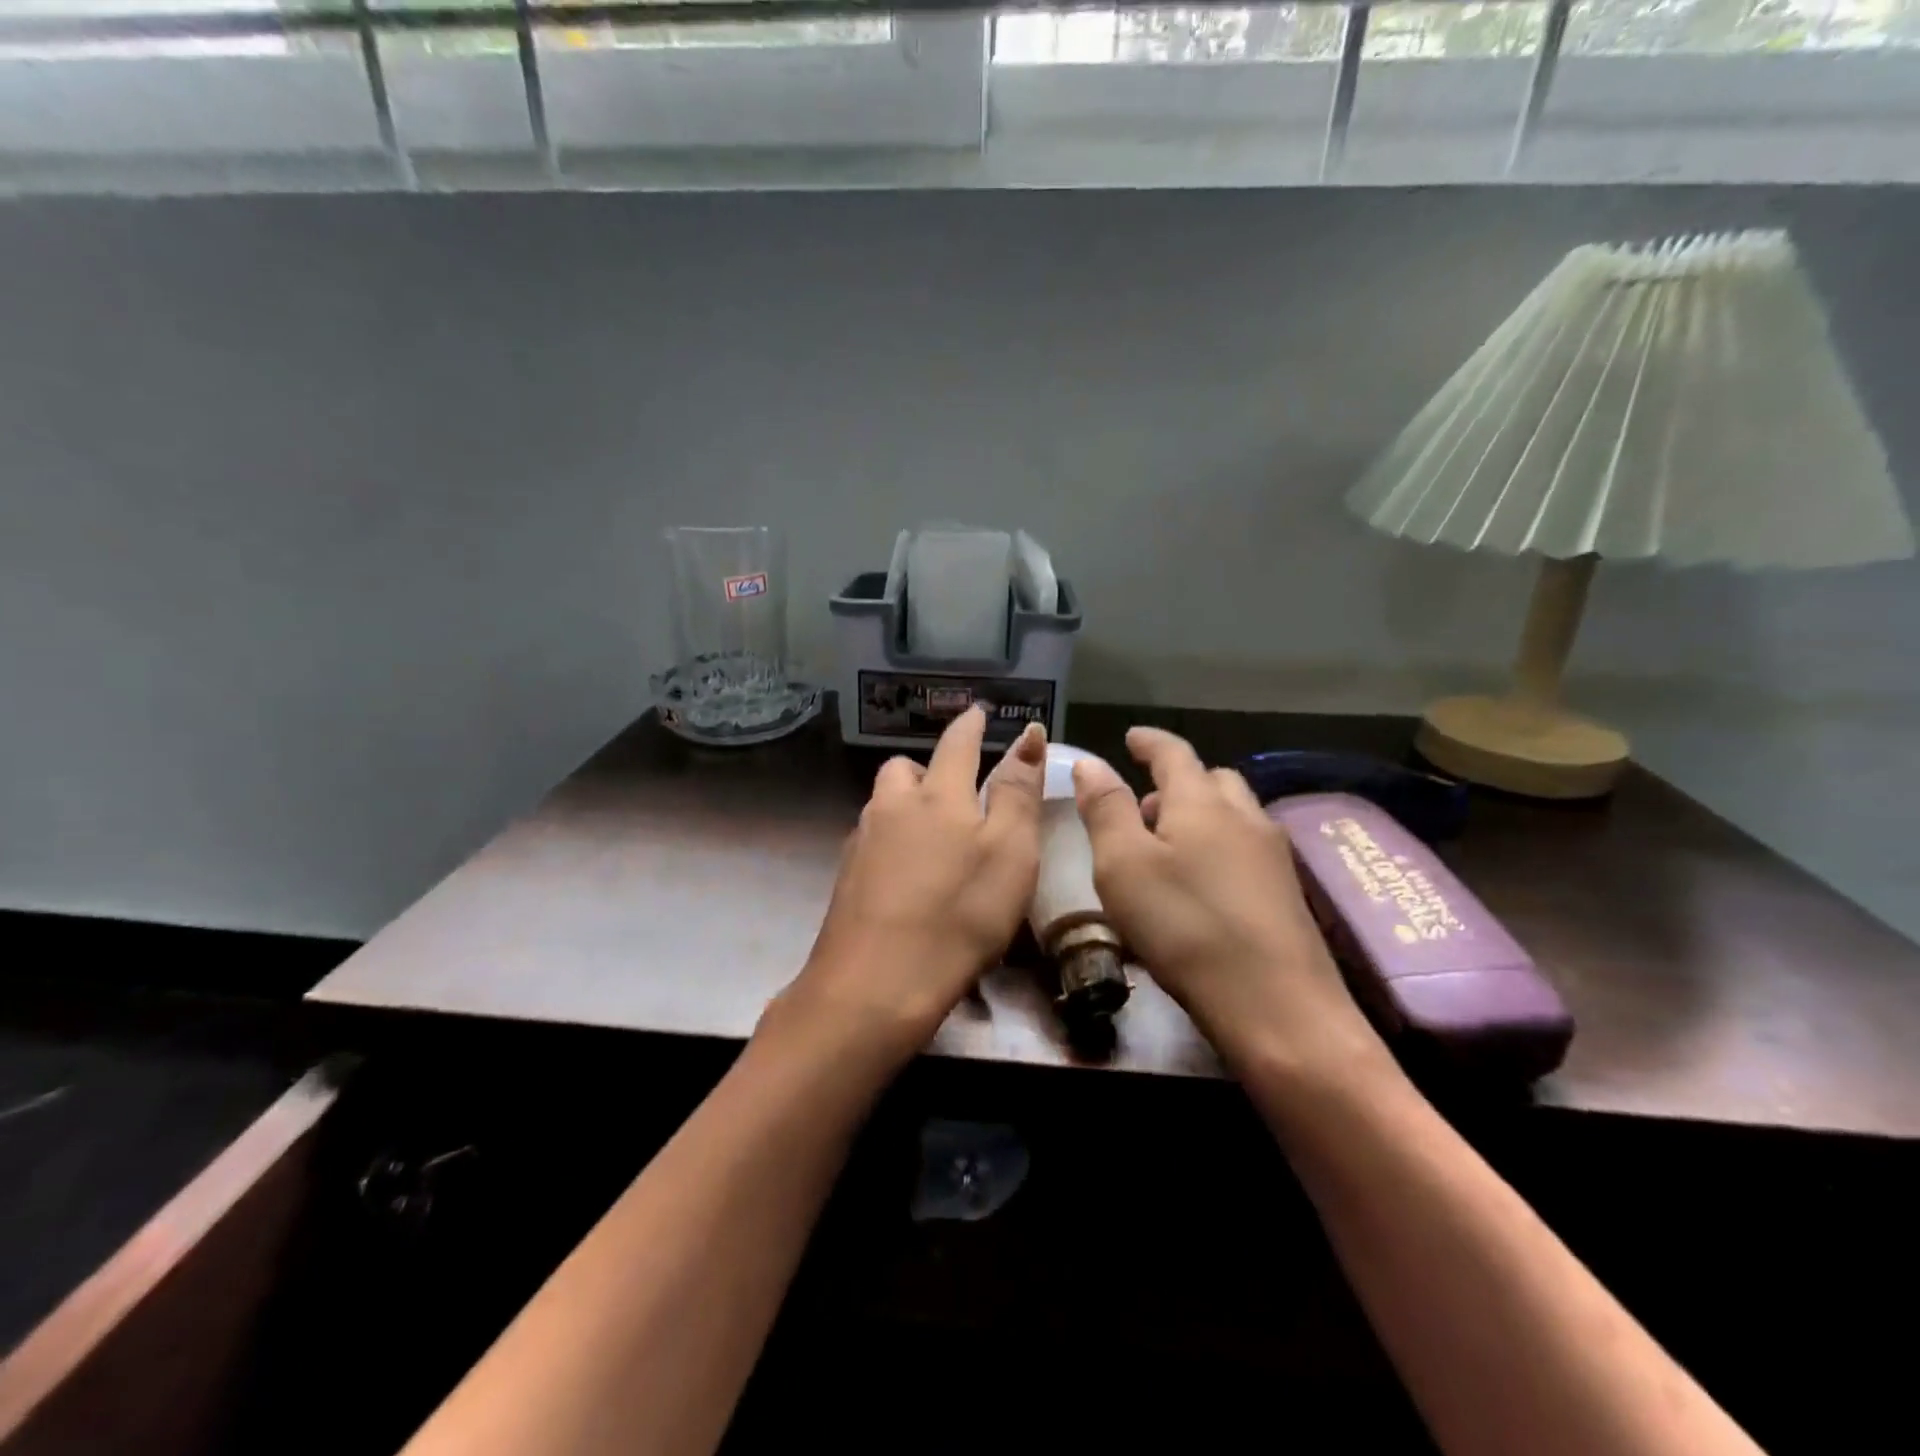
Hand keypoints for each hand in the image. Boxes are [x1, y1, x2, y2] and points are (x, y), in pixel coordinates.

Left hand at [781, 707, 1046, 1059]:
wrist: (874, 984)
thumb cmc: (959, 915)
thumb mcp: (1010, 852)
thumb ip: (1017, 792)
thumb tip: (1026, 736)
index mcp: (937, 795)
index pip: (956, 744)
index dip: (970, 725)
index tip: (976, 712)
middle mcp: (892, 807)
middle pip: (903, 769)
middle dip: (927, 768)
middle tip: (953, 791)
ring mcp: (862, 842)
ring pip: (883, 804)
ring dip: (905, 805)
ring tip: (931, 835)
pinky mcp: (846, 878)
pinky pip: (872, 841)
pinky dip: (891, 843)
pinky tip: (905, 876)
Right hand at [1071, 727, 1376, 1066]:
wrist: (1277, 1006)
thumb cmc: (1185, 927)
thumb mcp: (1124, 866)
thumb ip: (1106, 809)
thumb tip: (1090, 762)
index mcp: (1201, 802)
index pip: (1174, 753)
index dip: (1149, 742)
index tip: (1131, 737)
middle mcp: (1244, 817)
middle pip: (1211, 780)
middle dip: (1176, 782)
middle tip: (1143, 806)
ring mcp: (1273, 855)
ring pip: (1233, 815)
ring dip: (1199, 815)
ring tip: (1168, 847)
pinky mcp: (1286, 894)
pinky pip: (1245, 849)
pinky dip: (1218, 847)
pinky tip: (1202, 885)